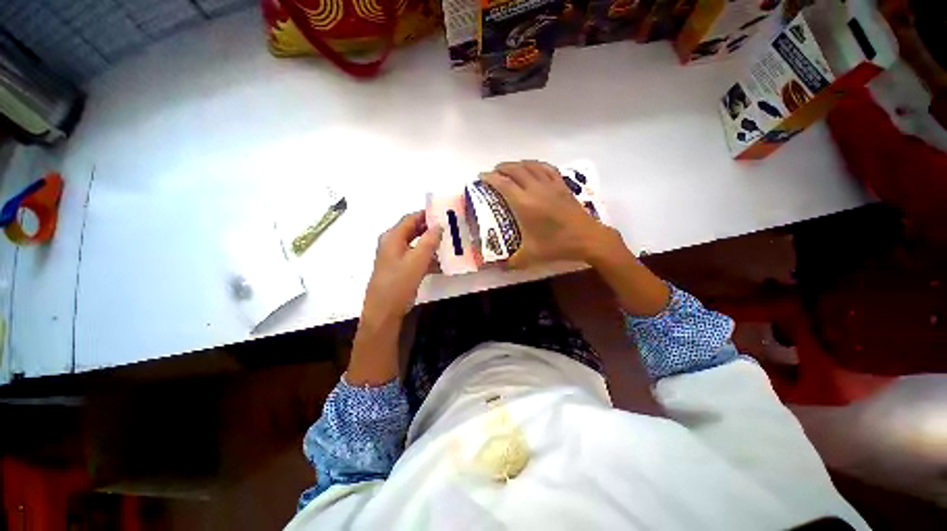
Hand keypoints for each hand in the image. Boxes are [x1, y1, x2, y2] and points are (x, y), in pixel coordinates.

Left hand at [348, 212, 440, 386]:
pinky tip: (440, 262)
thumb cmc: (399, 283)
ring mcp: (395, 257)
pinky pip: (415, 257)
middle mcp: (392, 243)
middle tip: (449, 227)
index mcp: (392, 237)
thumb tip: (439, 225)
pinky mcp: (399, 269)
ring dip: (430, 243)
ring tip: (448, 243)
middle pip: (413, 230)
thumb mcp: (417, 260)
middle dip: (431, 228)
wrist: (384, 311)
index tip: (444, 212)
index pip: (411, 218)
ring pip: (416, 244)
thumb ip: (430, 240)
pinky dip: (427, 256)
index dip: (427, 214)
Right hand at [483, 160, 668, 315]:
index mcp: (524, 204)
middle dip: (502, 168)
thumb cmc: (557, 245)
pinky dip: (537, 164)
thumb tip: (500, 269)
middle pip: (515, 170)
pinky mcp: (562, 186)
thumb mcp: (531, 256)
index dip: (490, 178)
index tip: (482, 176)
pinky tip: (534, 167)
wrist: (587, 238)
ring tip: (510, 167)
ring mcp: (551, 185)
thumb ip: (513, 263)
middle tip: (493, 171)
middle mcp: (535, 189)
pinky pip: (547, 168)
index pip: (503, 184)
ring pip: (531, 166)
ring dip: (518, 164)